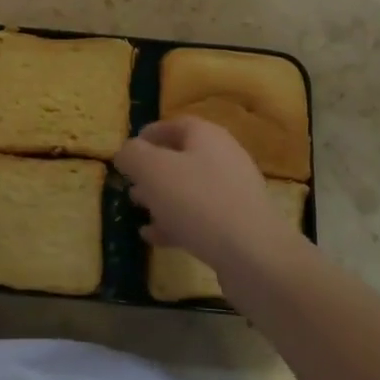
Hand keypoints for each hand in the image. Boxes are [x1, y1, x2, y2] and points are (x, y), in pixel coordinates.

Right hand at [115, 117, 303, 280]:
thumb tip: (126, 152)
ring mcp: (234, 193)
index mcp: (207, 136)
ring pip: (190, 189)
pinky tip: (155, 237)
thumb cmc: (197, 201)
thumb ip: (133, 155)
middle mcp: (224, 158)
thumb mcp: (152, 170)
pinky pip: (201, 217)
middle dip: (153, 170)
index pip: (175, 125)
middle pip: (183, 158)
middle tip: (131, 184)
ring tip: (138, 209)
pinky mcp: (238, 225)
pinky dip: (176, 222)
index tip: (128, 150)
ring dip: (163, 198)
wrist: (253, 254)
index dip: (149, 134)